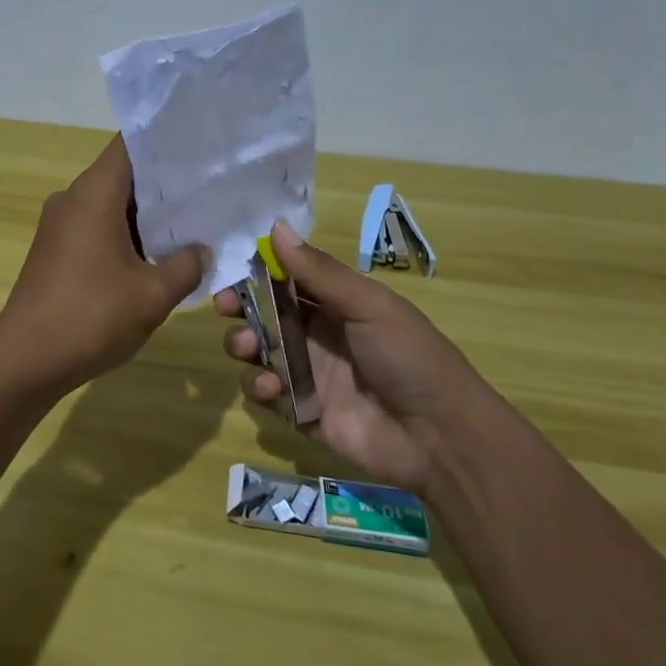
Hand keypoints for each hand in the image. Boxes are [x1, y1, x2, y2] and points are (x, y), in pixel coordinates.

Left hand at [0, 135, 208, 396]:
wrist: (27, 359)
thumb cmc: (92, 315)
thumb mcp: (153, 293)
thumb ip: (186, 265)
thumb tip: (201, 250)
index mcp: (94, 192)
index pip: (129, 145)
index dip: (163, 142)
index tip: (197, 149)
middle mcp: (73, 198)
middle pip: (122, 175)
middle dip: (162, 185)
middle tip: (206, 191)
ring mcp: (59, 225)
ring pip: (109, 205)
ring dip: (144, 216)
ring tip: (189, 224)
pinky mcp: (54, 251)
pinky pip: (95, 228)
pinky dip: (123, 235)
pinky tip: (153, 257)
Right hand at [216, 220, 474, 495]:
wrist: (442, 438)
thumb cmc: (409, 357)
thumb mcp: (368, 305)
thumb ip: (318, 271)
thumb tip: (276, 226)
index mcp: (336, 304)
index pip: (287, 279)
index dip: (257, 272)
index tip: (231, 268)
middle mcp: (317, 335)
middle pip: (265, 314)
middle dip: (241, 308)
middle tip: (224, 307)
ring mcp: (308, 374)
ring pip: (259, 352)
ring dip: (244, 344)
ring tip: (247, 347)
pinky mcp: (301, 412)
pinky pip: (267, 394)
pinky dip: (259, 386)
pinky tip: (270, 385)